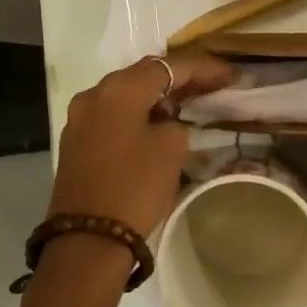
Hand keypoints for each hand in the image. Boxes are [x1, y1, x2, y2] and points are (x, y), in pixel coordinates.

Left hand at [47, 52, 235, 242]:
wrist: (88, 240)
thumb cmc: (135, 187)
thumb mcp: (172, 149)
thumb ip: (175, 122)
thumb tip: (166, 121)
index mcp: (120, 89)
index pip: (169, 67)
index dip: (203, 69)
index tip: (230, 75)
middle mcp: (95, 94)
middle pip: (144, 75)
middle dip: (179, 78)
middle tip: (212, 84)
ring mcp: (81, 117)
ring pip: (127, 94)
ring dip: (157, 95)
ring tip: (189, 101)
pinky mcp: (77, 140)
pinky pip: (114, 113)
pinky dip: (138, 112)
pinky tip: (159, 121)